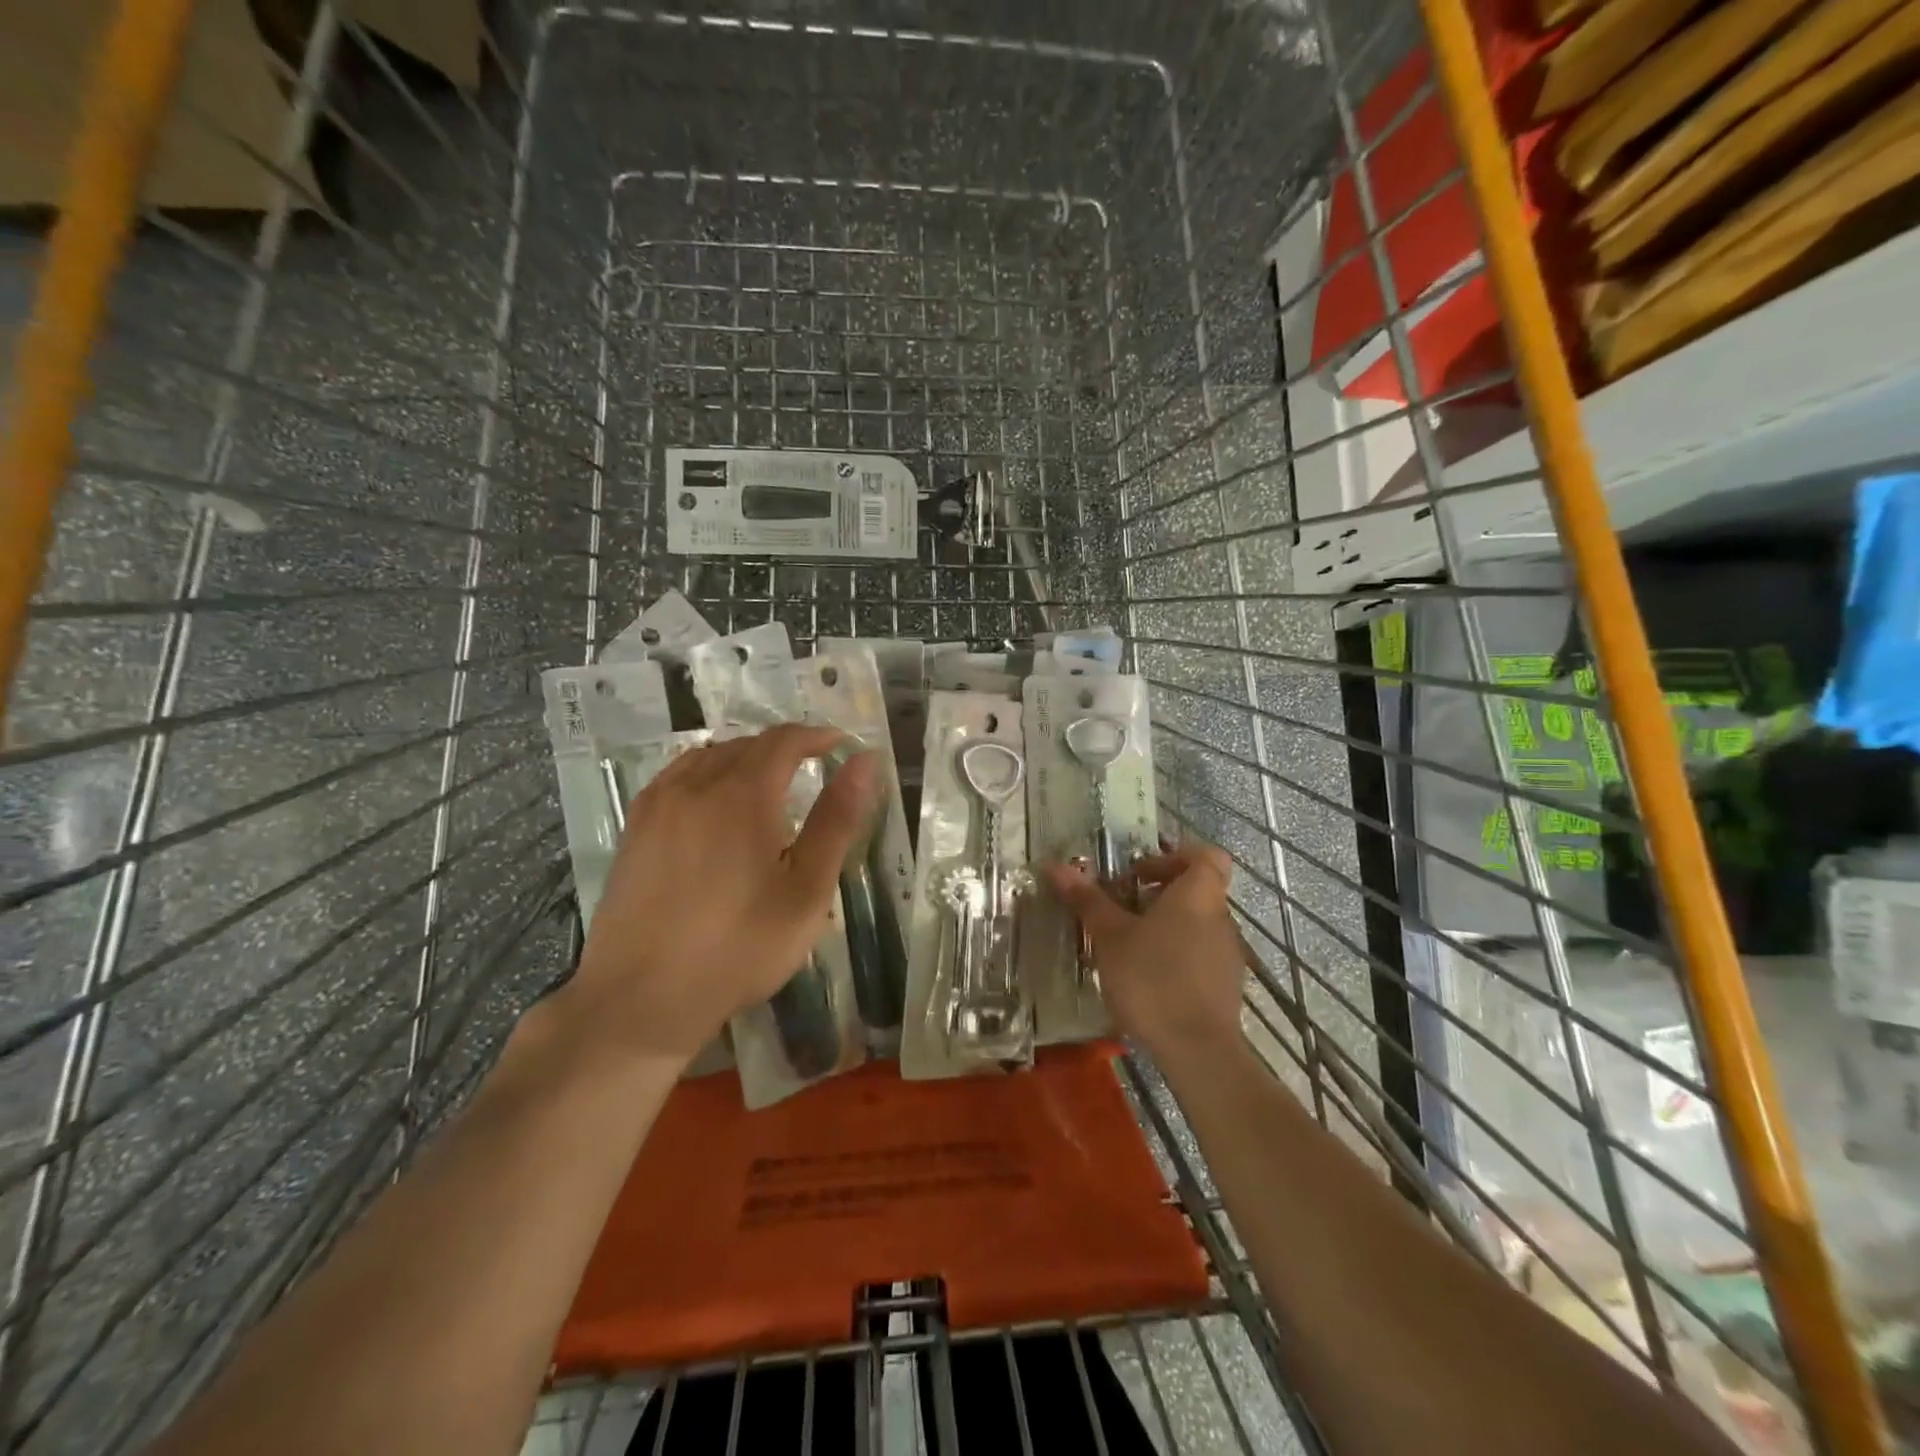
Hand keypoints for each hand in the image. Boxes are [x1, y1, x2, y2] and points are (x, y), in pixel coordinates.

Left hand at [569, 724, 878, 1065]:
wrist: (641, 998)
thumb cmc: (739, 947)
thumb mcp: (806, 890)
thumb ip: (836, 819)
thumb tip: (864, 761)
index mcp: (743, 793)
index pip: (784, 740)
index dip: (817, 736)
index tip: (841, 745)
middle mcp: (696, 784)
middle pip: (747, 745)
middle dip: (785, 748)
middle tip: (813, 769)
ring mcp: (658, 804)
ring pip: (709, 757)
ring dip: (745, 758)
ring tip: (768, 784)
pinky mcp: (635, 828)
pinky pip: (678, 777)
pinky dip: (707, 773)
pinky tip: (714, 803)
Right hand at [1045, 840, 1247, 1064]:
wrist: (1198, 1050)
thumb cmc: (1151, 978)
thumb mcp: (1109, 936)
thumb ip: (1087, 899)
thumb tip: (1054, 865)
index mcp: (1198, 895)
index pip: (1204, 855)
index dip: (1173, 856)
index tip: (1139, 874)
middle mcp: (1220, 918)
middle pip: (1196, 890)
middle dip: (1157, 895)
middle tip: (1120, 910)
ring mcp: (1227, 954)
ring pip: (1196, 924)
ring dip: (1163, 927)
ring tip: (1126, 948)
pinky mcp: (1226, 986)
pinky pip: (1199, 955)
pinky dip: (1175, 956)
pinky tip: (1146, 980)